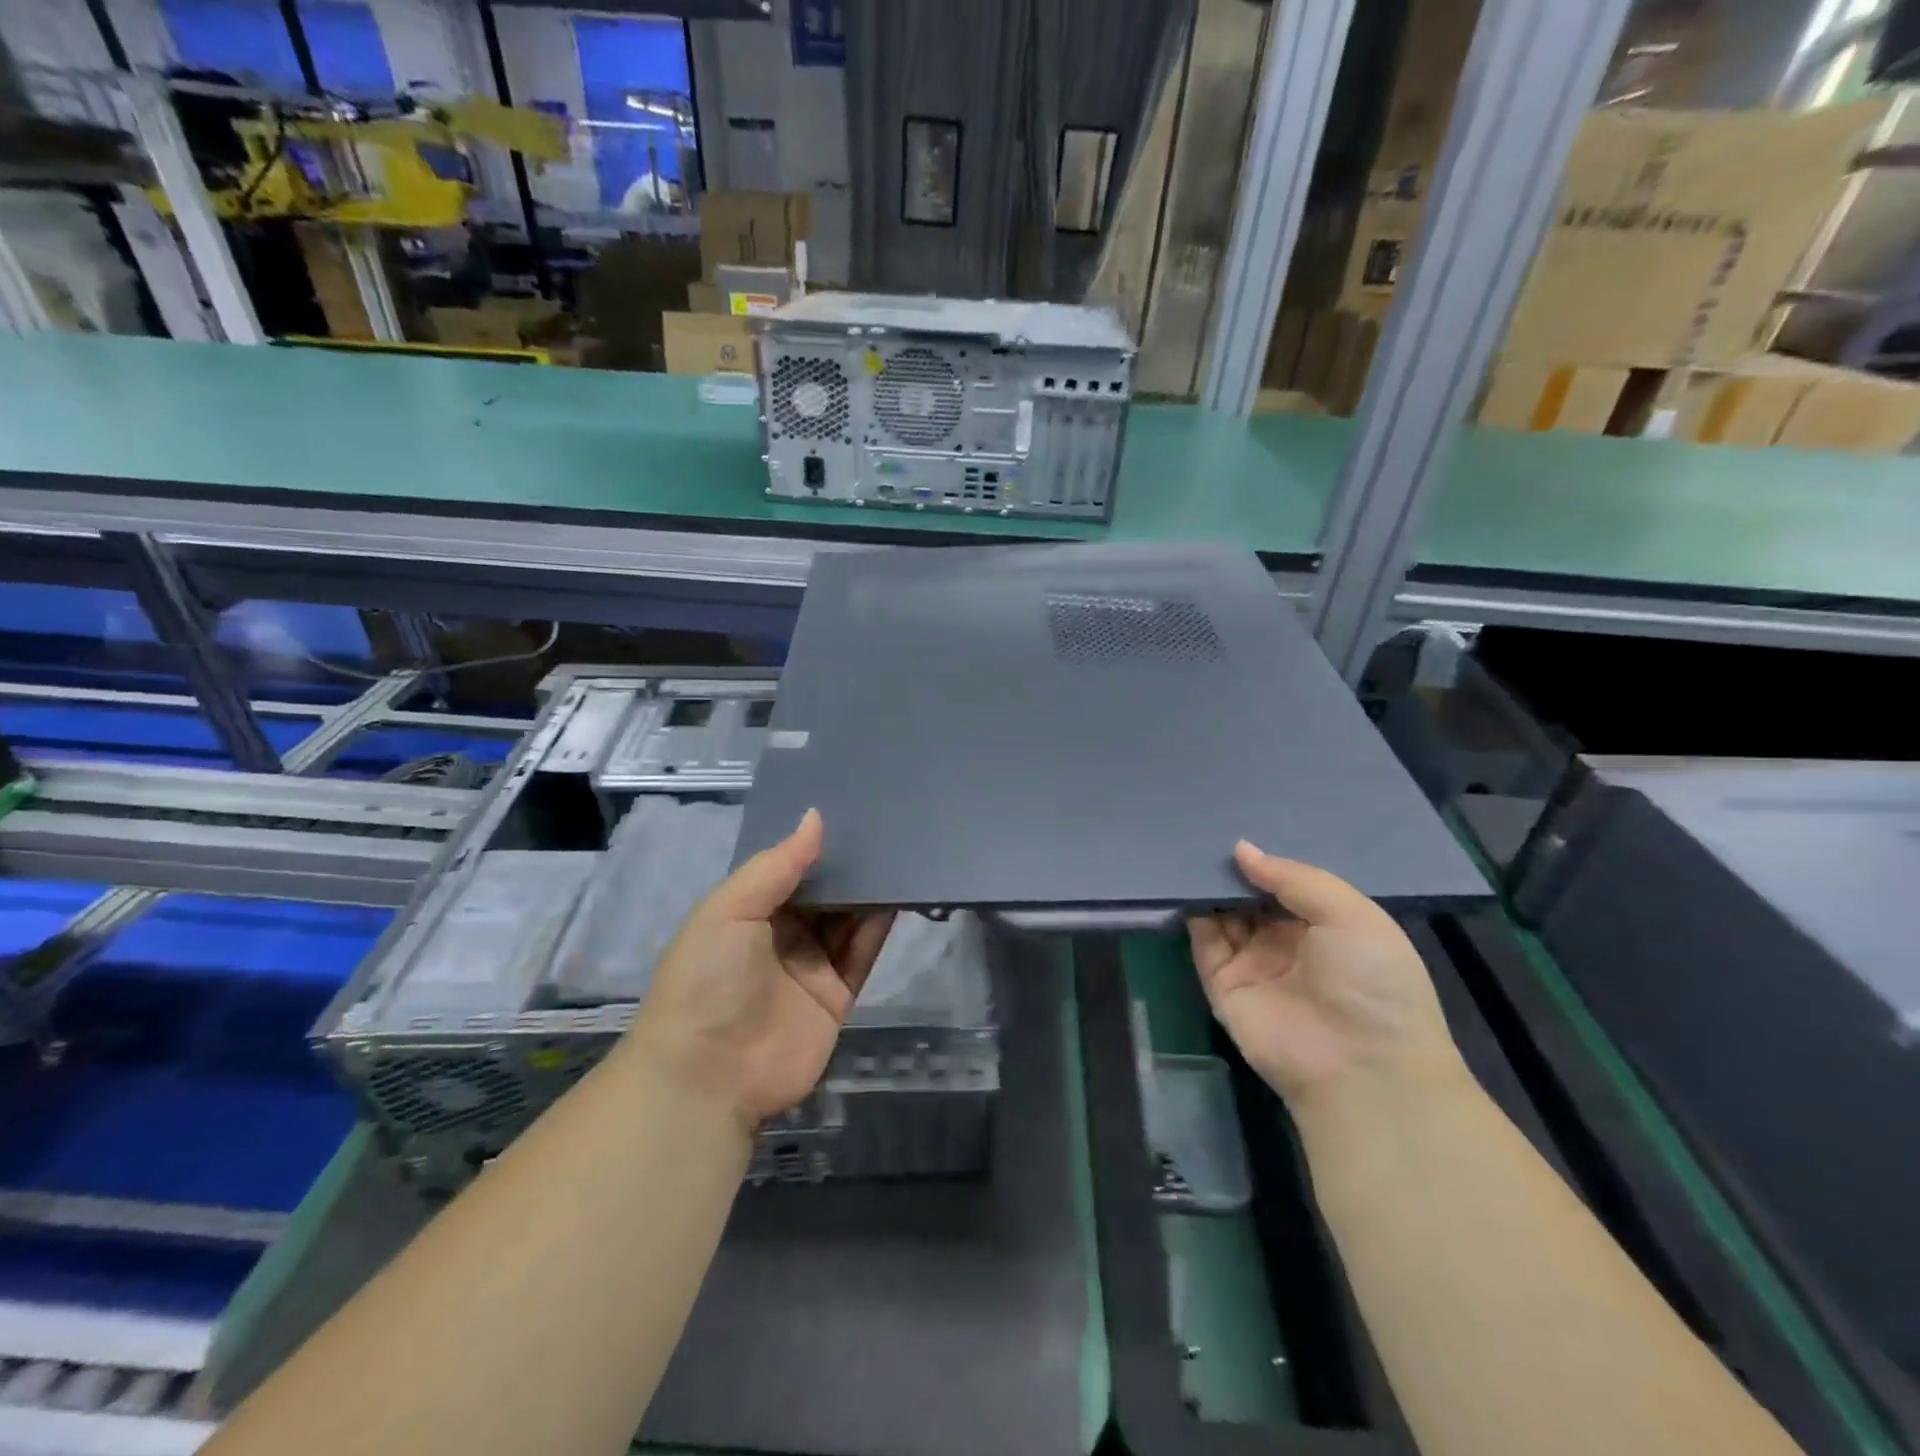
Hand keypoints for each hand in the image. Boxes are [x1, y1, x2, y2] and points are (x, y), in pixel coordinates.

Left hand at [627, 809, 893, 1129]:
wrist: (710, 1075)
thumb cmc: (708, 978)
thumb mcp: (730, 909)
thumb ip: (777, 865)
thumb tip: (816, 816)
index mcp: (747, 912)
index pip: (788, 869)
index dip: (815, 844)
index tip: (849, 809)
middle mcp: (781, 935)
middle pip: (823, 893)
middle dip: (848, 865)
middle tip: (886, 824)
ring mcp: (810, 967)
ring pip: (848, 920)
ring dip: (869, 892)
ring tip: (901, 851)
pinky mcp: (837, 997)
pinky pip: (862, 954)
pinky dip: (879, 927)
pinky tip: (899, 895)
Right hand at [1187, 841, 1463, 1108]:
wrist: (1360, 1067)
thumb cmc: (1372, 981)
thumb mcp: (1351, 915)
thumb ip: (1295, 878)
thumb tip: (1241, 850)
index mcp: (1327, 926)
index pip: (1289, 884)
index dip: (1268, 860)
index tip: (1241, 829)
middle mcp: (1287, 942)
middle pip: (1251, 897)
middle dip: (1234, 870)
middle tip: (1206, 830)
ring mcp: (1253, 963)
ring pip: (1223, 915)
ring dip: (1210, 886)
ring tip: (1189, 847)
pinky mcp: (1223, 984)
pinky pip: (1203, 942)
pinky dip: (1193, 913)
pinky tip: (1183, 882)